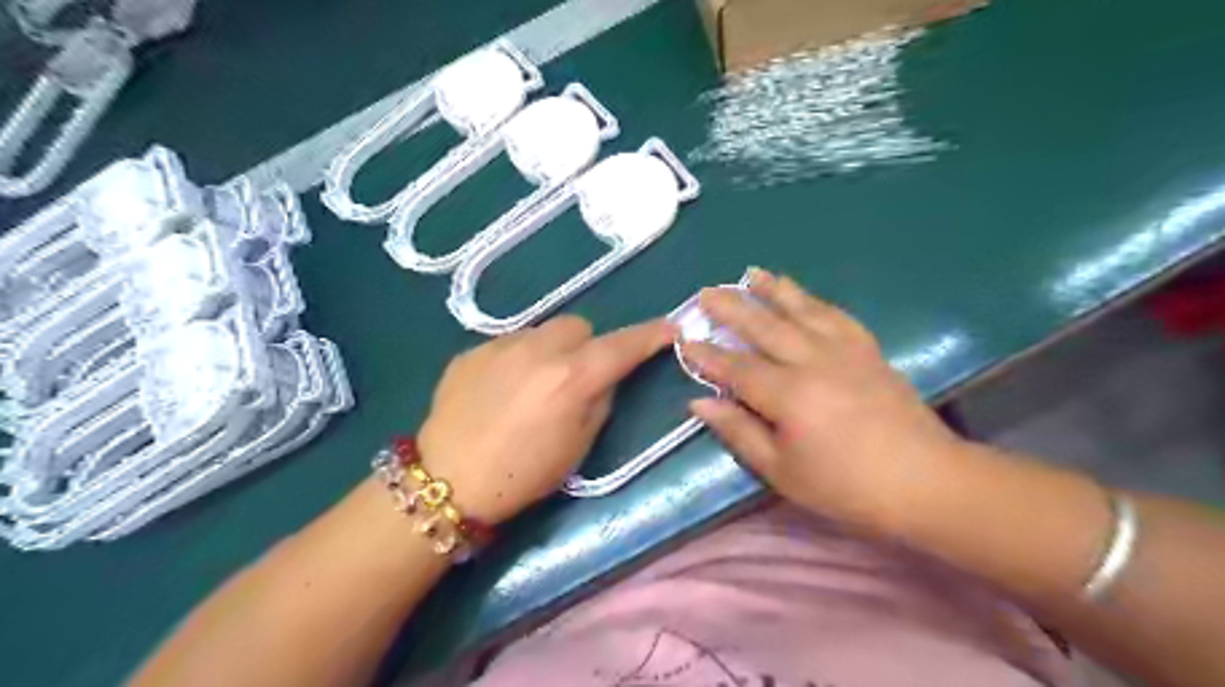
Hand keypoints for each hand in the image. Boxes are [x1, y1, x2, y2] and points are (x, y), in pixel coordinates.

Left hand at [419, 317, 667, 526]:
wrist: (448, 481)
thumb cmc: (523, 475)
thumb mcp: (578, 446)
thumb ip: (600, 401)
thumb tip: (604, 377)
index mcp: (572, 377)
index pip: (622, 345)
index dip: (650, 336)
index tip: (669, 330)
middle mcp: (538, 349)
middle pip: (578, 326)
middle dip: (588, 345)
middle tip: (579, 376)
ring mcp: (500, 345)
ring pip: (542, 332)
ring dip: (551, 351)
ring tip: (535, 385)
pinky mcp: (472, 351)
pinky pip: (508, 344)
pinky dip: (517, 360)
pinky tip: (502, 391)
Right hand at [686, 269, 972, 531]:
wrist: (925, 480)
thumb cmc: (846, 485)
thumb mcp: (782, 471)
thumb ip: (739, 432)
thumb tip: (700, 402)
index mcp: (788, 395)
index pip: (736, 367)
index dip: (707, 354)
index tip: (685, 339)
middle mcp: (813, 361)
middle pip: (764, 326)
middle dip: (732, 307)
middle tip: (707, 291)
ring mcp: (844, 350)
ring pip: (801, 310)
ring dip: (773, 289)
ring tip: (751, 273)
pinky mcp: (868, 349)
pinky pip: (835, 315)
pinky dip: (813, 300)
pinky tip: (802, 295)